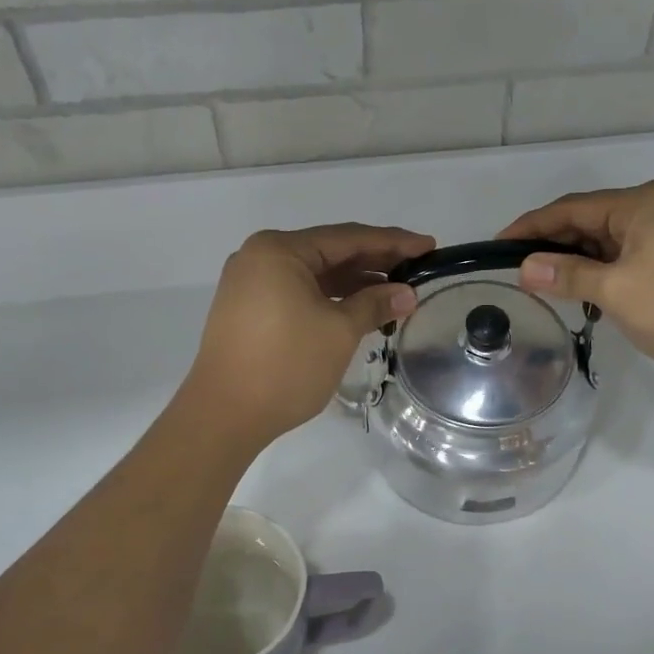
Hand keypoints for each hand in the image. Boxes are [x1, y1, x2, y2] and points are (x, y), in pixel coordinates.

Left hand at [184, 224, 435, 448]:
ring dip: (354, 283)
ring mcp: (250, 284)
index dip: (393, 242)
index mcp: (280, 250)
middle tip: (418, 267)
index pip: (348, 238)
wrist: (223, 415)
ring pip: (314, 274)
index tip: (429, 246)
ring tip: (395, 292)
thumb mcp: (338, 331)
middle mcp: (260, 257)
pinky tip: (359, 308)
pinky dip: (330, 298)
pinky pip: (298, 292)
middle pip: (329, 252)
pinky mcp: (248, 310)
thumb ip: (374, 304)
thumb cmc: (285, 366)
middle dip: (375, 261)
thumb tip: (407, 293)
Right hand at [498, 181, 653, 374]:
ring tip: (552, 285)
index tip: (499, 243)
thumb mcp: (615, 291)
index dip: (532, 226)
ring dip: (582, 260)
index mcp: (641, 202)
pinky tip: (591, 291)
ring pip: (611, 238)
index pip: (572, 208)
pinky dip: (606, 268)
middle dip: (556, 245)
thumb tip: (525, 267)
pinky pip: (631, 252)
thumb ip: (567, 275)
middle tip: (522, 270)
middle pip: (592, 219)